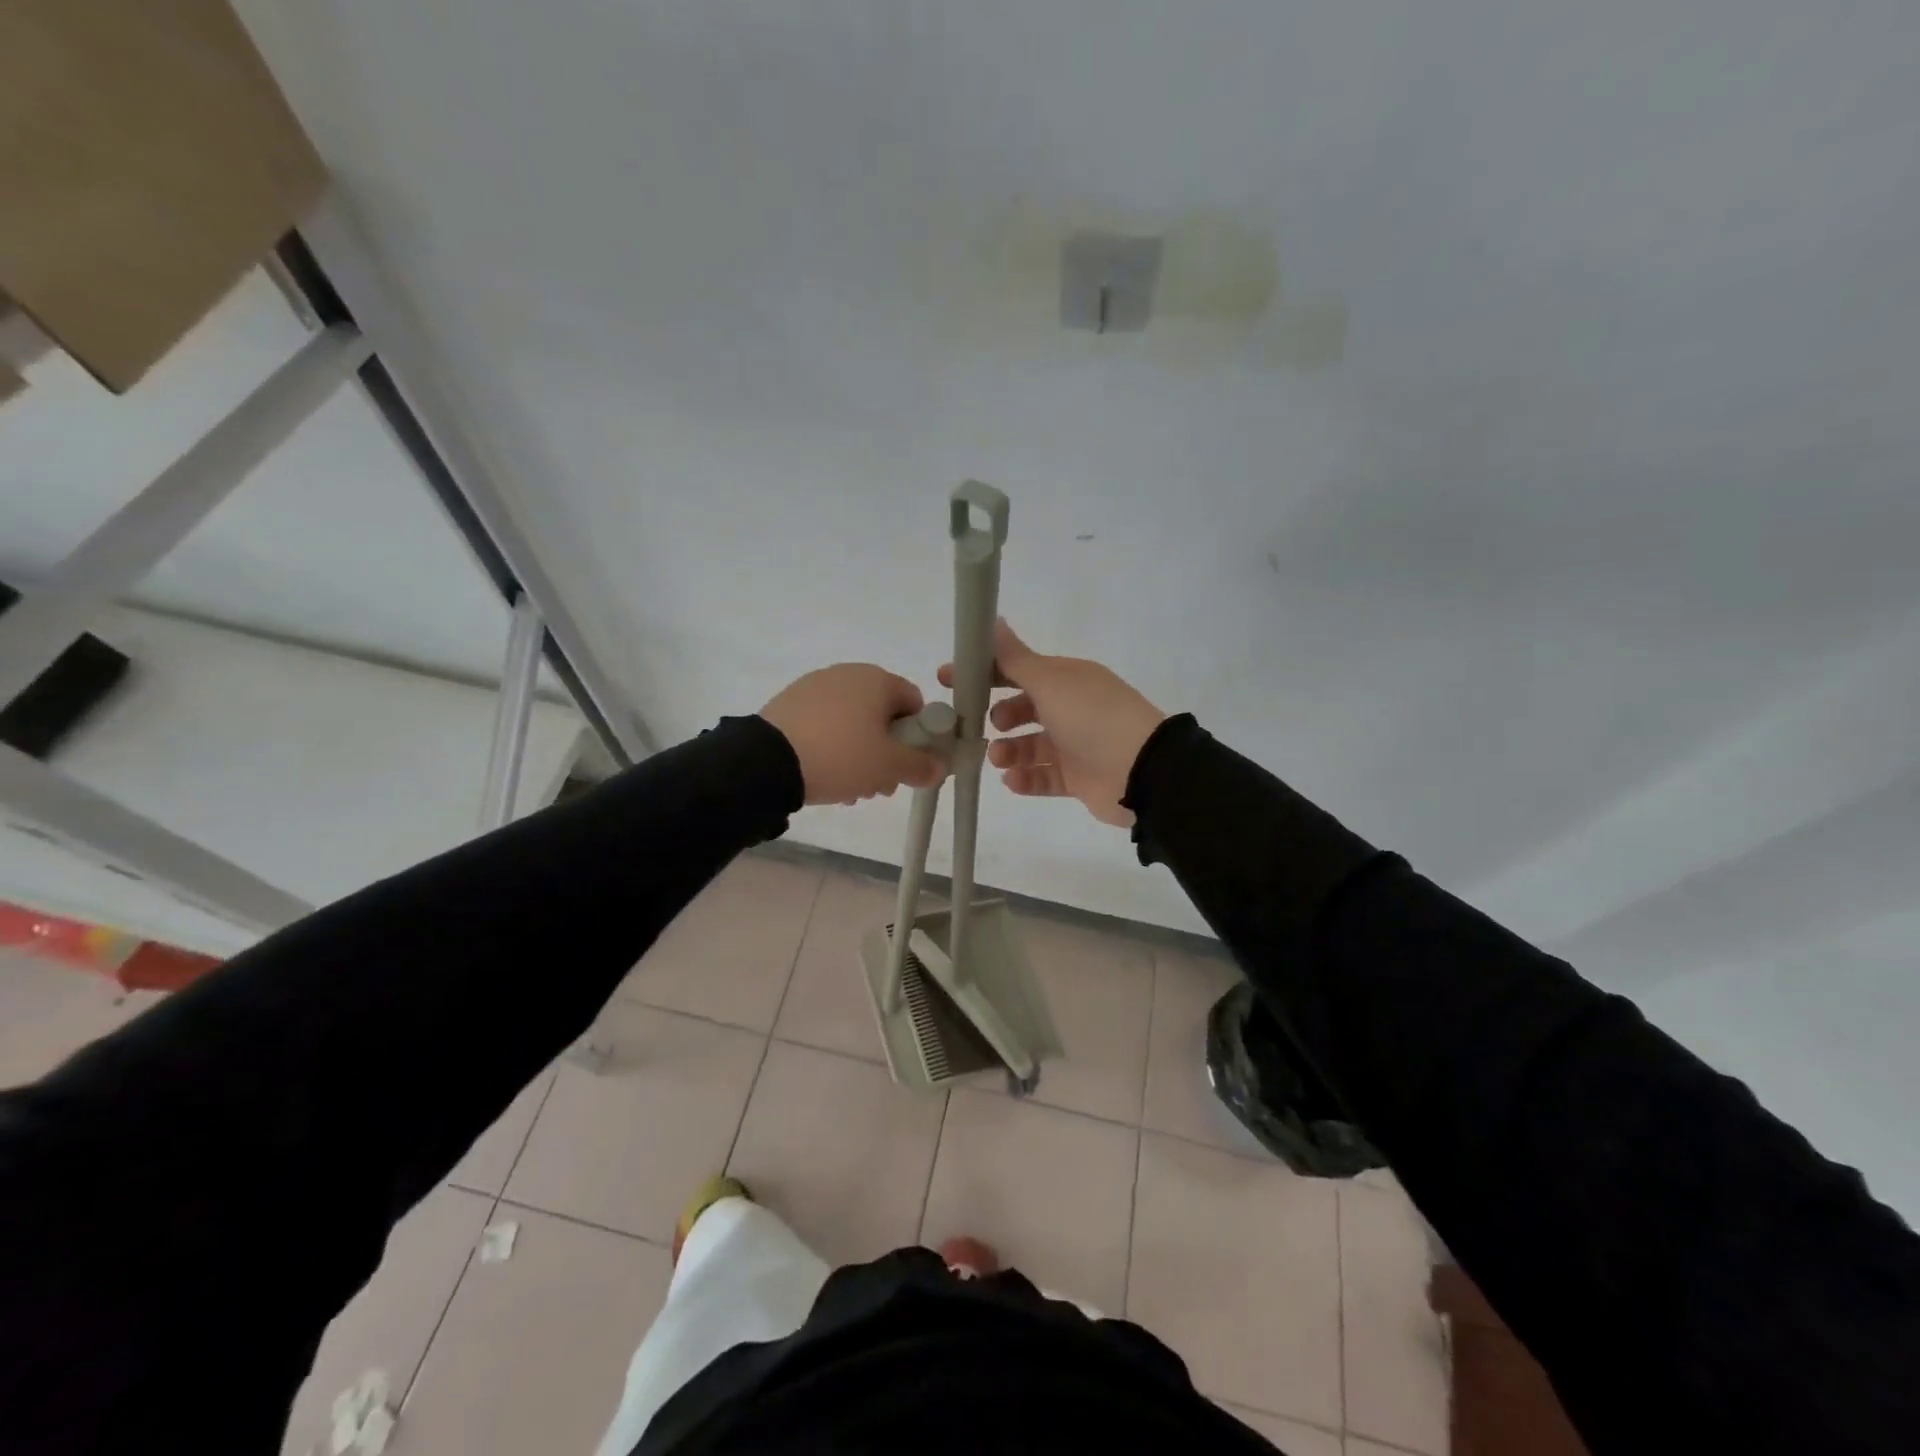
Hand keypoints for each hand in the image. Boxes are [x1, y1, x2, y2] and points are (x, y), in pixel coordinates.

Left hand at [760, 665, 945, 805]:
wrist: (767, 761)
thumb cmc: (841, 755)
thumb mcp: (888, 766)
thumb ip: (920, 766)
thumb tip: (939, 767)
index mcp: (877, 679)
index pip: (915, 703)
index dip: (919, 736)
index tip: (909, 765)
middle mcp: (847, 674)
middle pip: (882, 716)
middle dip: (887, 752)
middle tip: (880, 785)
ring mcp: (815, 687)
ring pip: (853, 724)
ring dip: (860, 755)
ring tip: (850, 790)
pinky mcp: (790, 704)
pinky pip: (825, 725)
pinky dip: (832, 748)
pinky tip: (825, 777)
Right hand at [939, 621, 1165, 826]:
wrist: (1140, 770)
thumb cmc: (1090, 716)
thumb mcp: (1049, 680)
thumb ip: (1014, 657)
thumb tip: (993, 619)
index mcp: (1065, 679)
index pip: (1017, 669)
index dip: (983, 672)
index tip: (948, 680)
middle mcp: (1070, 708)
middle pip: (1023, 709)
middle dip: (998, 717)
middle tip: (981, 725)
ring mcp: (1075, 745)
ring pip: (1030, 746)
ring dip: (1008, 751)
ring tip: (997, 758)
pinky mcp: (1077, 779)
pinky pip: (1043, 777)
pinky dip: (1025, 779)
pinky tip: (1011, 781)